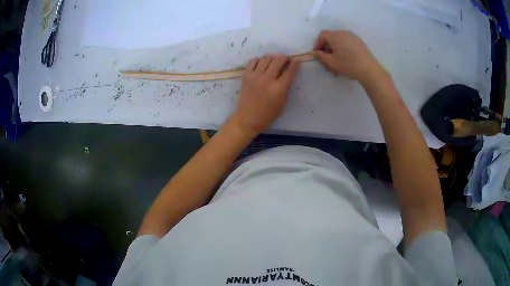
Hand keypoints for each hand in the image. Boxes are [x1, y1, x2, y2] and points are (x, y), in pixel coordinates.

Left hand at [230, 54, 298, 134]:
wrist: (248, 118)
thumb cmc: (268, 114)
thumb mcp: (282, 102)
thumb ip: (286, 87)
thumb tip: (287, 74)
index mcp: (278, 88)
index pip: (289, 71)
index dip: (294, 64)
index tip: (295, 61)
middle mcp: (267, 79)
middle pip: (278, 60)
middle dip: (284, 58)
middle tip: (285, 60)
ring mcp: (255, 76)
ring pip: (266, 57)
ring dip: (272, 58)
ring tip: (273, 63)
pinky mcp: (246, 76)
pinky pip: (253, 61)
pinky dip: (259, 60)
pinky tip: (261, 66)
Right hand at [313, 30, 382, 82]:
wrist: (369, 69)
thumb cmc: (348, 64)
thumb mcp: (331, 62)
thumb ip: (321, 56)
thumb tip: (317, 52)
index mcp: (335, 36)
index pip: (322, 35)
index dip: (318, 44)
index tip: (318, 54)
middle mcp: (343, 32)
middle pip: (331, 37)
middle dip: (327, 46)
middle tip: (327, 58)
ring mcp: (353, 36)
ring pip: (340, 40)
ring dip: (336, 48)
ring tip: (337, 59)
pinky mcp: (359, 42)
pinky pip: (347, 42)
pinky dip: (344, 48)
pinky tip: (347, 58)